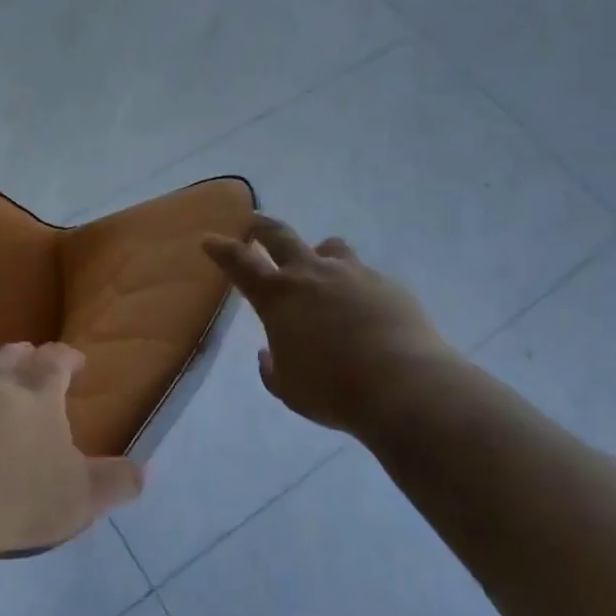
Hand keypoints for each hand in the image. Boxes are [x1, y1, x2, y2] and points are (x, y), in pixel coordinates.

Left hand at [0, 342, 144, 554]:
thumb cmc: (23, 495)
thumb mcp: (83, 496)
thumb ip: (115, 482)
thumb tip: (143, 472)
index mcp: (38, 396)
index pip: (55, 361)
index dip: (67, 357)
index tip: (76, 363)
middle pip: (9, 358)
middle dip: (23, 357)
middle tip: (31, 364)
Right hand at [203, 214, 454, 439]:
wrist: (404, 386)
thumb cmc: (333, 391)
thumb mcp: (289, 389)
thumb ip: (273, 369)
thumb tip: (268, 354)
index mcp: (278, 296)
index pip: (240, 263)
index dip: (222, 249)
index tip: (210, 239)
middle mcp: (312, 274)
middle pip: (280, 235)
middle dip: (262, 227)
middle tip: (254, 224)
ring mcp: (353, 274)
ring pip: (329, 247)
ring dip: (317, 252)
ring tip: (320, 267)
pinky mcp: (387, 284)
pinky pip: (364, 275)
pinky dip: (354, 285)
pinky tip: (364, 309)